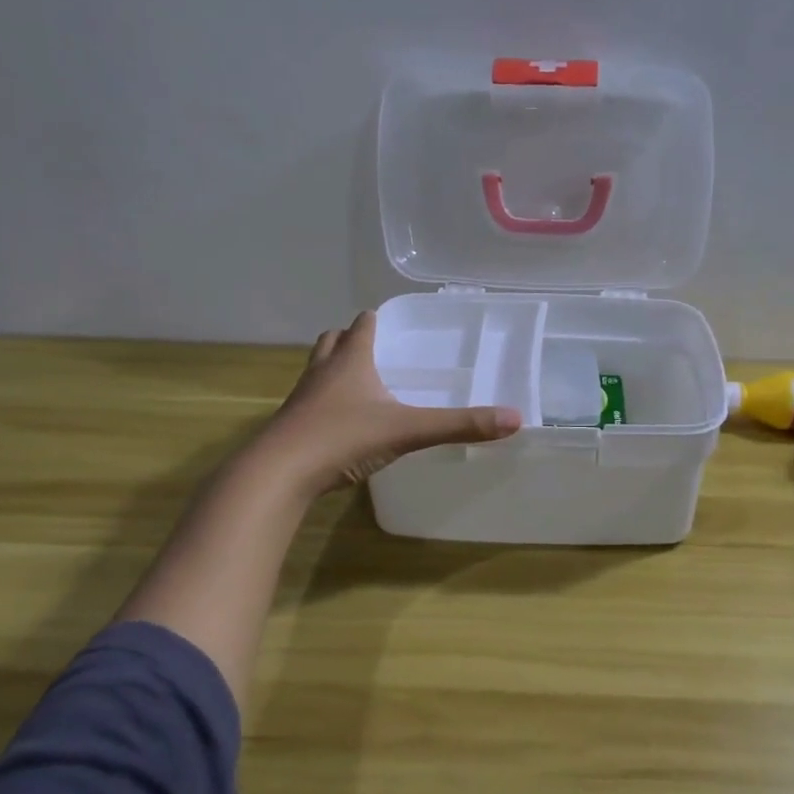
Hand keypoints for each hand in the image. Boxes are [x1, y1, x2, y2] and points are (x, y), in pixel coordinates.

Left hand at [255, 311, 522, 494]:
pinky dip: (325, 404)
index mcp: (350, 360)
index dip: (376, 320)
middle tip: (375, 352)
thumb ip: (459, 425)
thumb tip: (514, 419)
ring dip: (334, 370)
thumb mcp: (407, 430)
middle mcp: (322, 372)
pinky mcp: (291, 427)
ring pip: (317, 370)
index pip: (361, 325)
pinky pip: (310, 404)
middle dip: (350, 340)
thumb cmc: (342, 438)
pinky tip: (342, 424)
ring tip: (359, 384)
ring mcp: (302, 399)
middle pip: (332, 341)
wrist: (278, 473)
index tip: (393, 323)